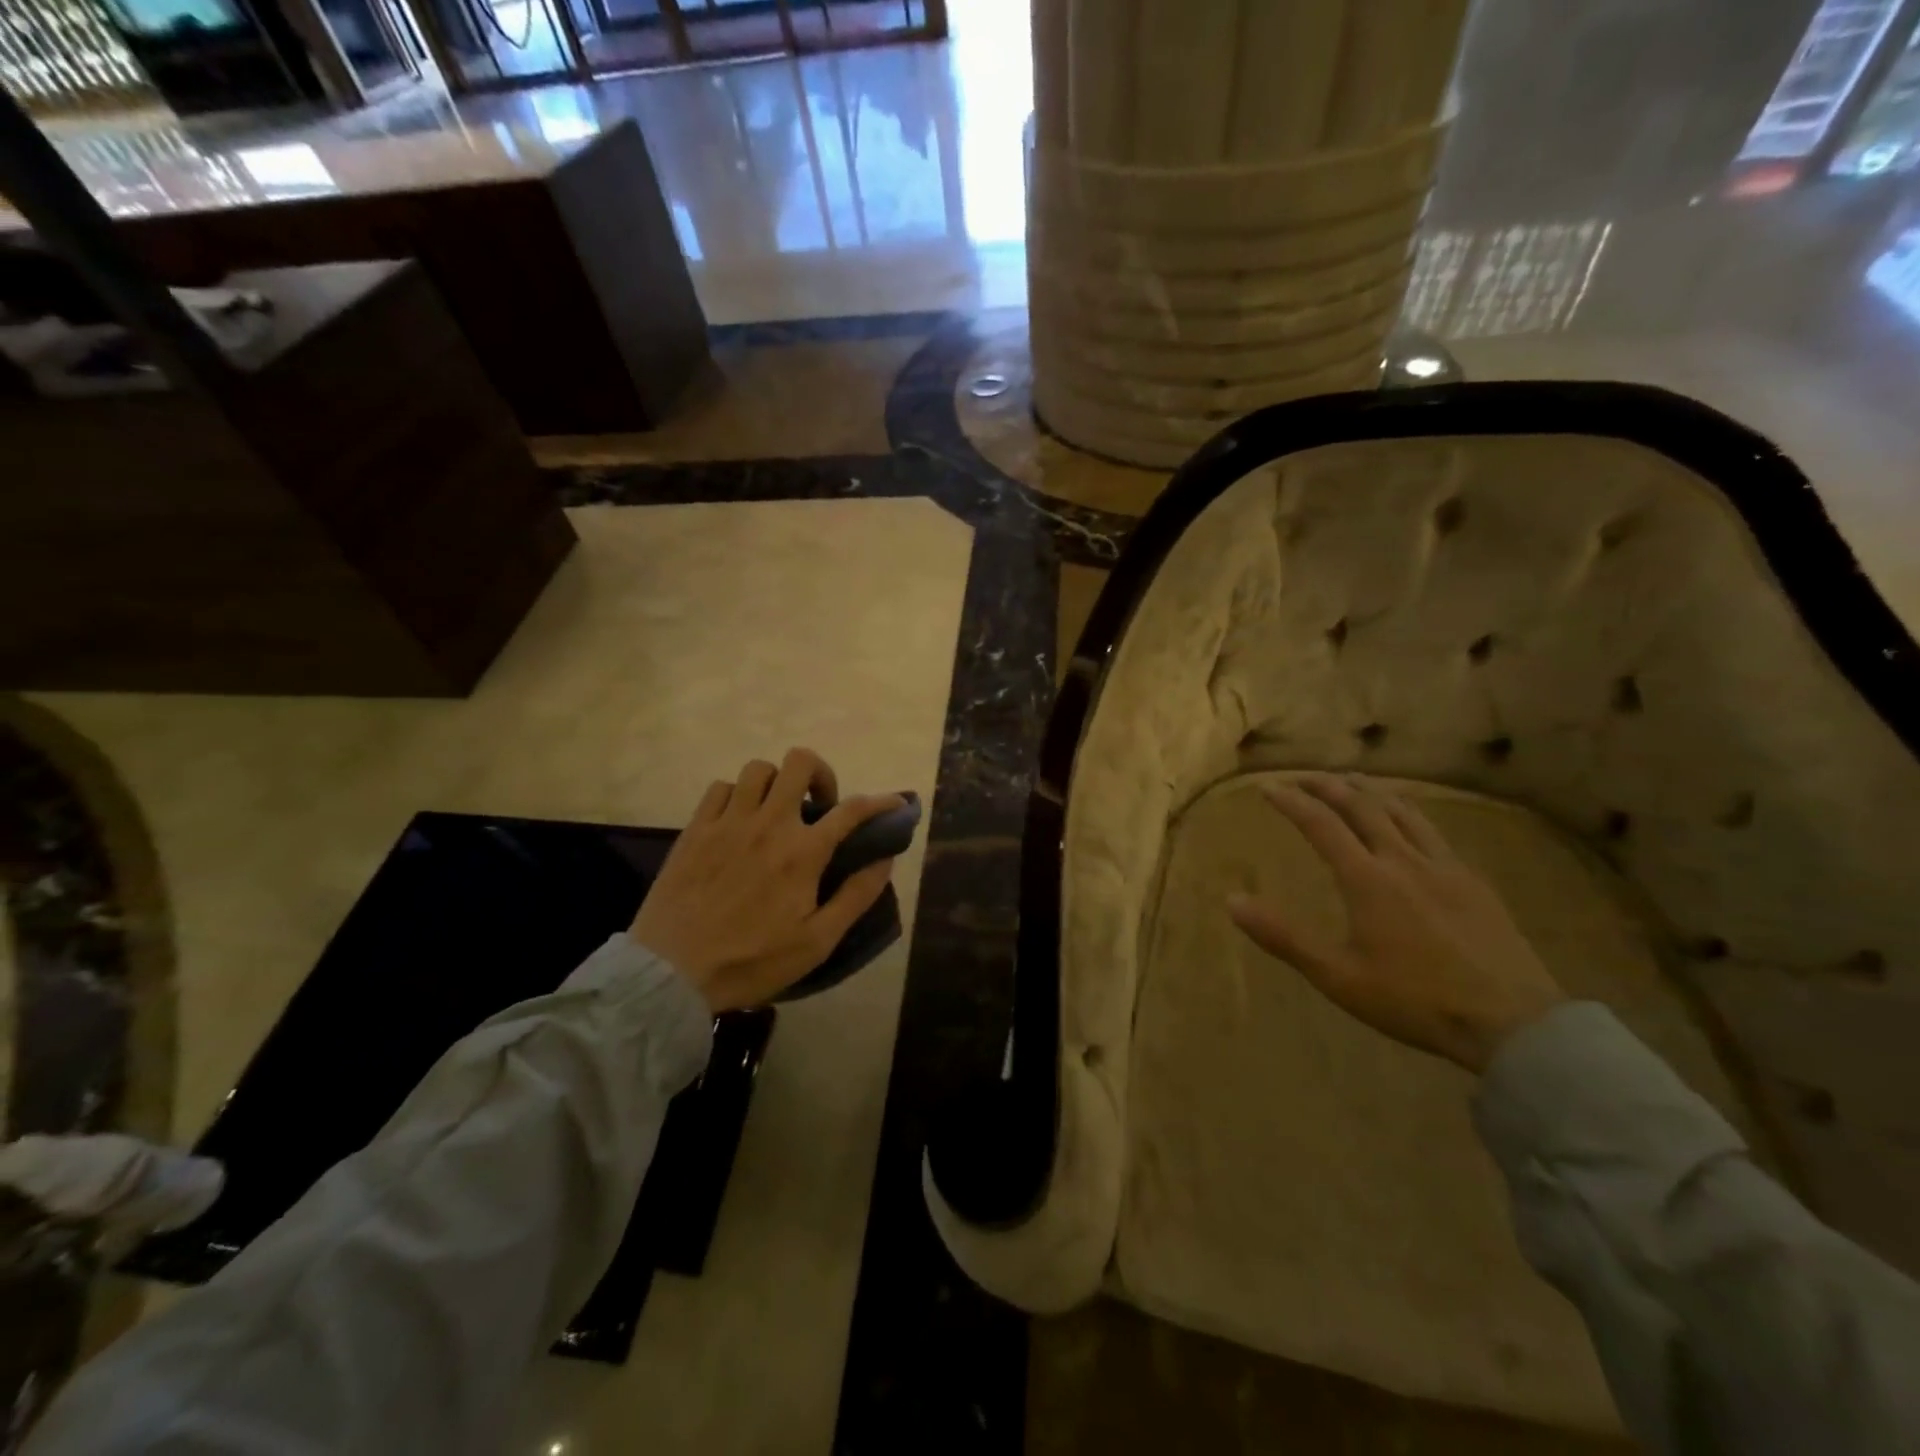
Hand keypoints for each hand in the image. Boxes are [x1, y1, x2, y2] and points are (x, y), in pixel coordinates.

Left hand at [630, 748, 904, 1011]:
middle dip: (821, 774)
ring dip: (778, 782)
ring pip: (759, 769)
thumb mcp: (817, 941)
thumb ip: (856, 896)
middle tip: (821, 805)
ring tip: (778, 810)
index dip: (881, 802)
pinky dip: (738, 794)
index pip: (853, 810)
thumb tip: (886, 860)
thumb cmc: (751, 962)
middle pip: (801, 763)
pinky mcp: (696, 828)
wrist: (672, 973)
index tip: (896, 803)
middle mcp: (769, 824)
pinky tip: (740, 819)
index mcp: (803, 852)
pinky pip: (721, 787)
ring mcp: (728, 821)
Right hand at [1227, 774, 1566, 1073]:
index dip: (1292, 802)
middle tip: (1303, 777)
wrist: (1513, 1022)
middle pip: (1362, 806)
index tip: (1268, 788)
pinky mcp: (1473, 882)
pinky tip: (1408, 821)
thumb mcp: (1338, 976)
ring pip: (1402, 811)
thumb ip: (1283, 936)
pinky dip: (1407, 812)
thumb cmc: (1414, 1000)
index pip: (1321, 825)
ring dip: (1369, 791)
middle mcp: (1404, 860)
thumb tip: (1232, 901)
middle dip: (1327, 786)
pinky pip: (1433, 831)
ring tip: (1351, 782)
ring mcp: (1444, 867)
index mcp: (1368, 880)